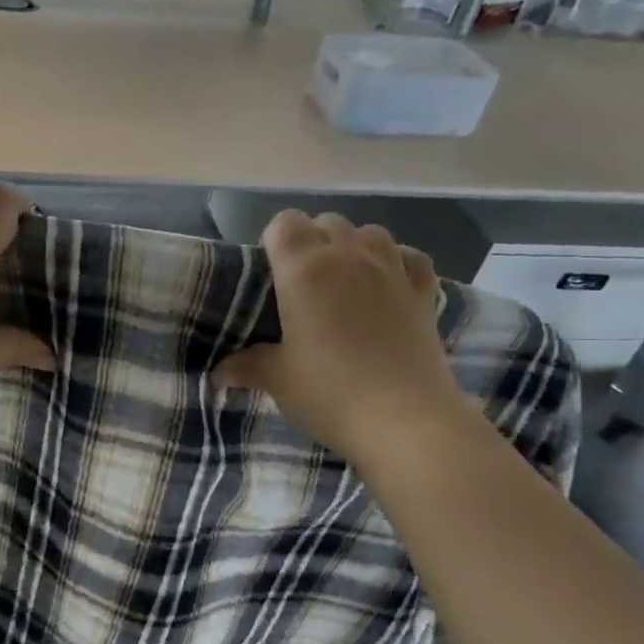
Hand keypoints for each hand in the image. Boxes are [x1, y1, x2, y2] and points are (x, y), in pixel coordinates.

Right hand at [213, 212, 468, 465]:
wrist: (405, 420)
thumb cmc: (330, 393)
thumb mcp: (278, 380)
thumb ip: (247, 366)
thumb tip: (218, 373)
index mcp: (304, 269)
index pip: (284, 223)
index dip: (273, 241)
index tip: (269, 275)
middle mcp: (350, 255)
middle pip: (326, 223)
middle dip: (311, 243)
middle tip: (300, 286)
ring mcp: (393, 269)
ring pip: (370, 232)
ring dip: (353, 247)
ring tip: (343, 283)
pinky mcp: (425, 291)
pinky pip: (409, 256)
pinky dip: (396, 262)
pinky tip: (387, 285)